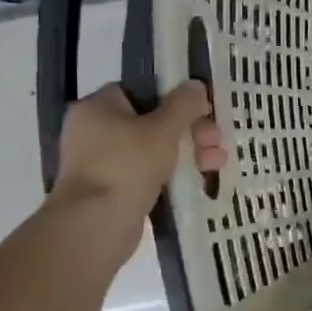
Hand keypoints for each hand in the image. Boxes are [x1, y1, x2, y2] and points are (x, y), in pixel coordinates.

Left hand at [50, 83, 224, 246]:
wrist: (96, 224)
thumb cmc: (127, 165)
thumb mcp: (163, 129)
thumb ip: (184, 104)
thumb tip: (196, 86)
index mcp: (98, 108)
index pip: (141, 91)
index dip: (175, 98)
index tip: (202, 109)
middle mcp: (95, 131)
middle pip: (153, 121)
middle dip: (191, 130)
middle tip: (215, 140)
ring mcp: (103, 162)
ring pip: (155, 149)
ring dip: (190, 152)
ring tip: (216, 163)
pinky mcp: (114, 189)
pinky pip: (150, 173)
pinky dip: (174, 173)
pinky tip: (201, 178)